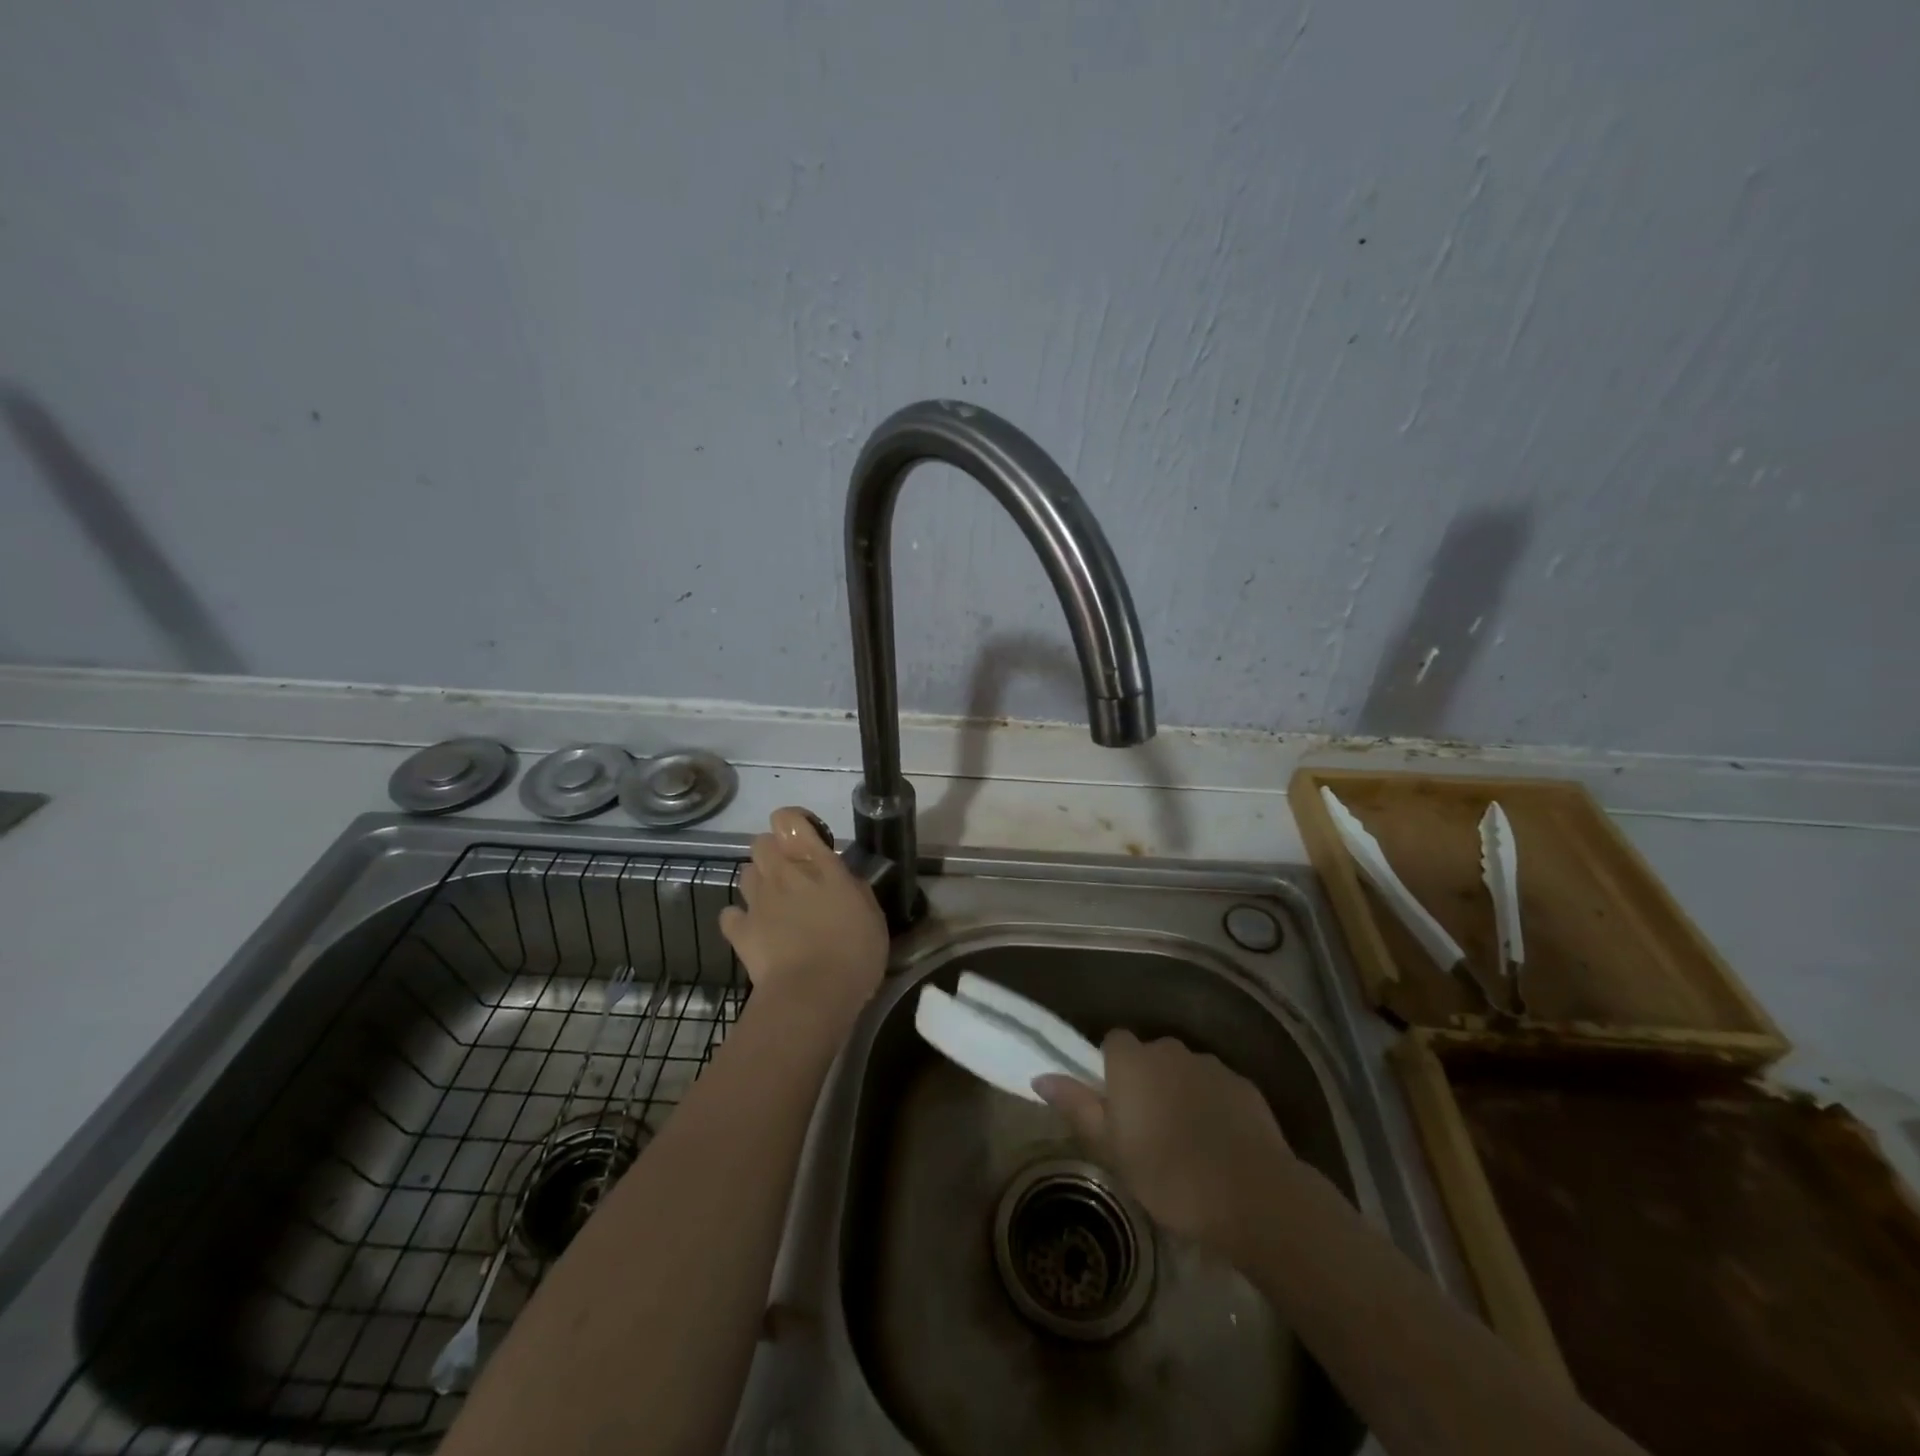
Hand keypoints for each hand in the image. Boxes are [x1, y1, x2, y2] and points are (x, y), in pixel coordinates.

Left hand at [718, 807, 888, 1031]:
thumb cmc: (853, 951)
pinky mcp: (739, 932)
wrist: (813, 995)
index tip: (809, 840)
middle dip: (773, 852)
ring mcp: (757, 901)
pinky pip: (731, 914)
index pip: (788, 820)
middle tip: (794, 875)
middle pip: (761, 842)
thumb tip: (842, 878)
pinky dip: (739, 918)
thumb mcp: (871, 913)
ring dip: (758, 882)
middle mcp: (782, 873)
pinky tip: (754, 930)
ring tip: (776, 903)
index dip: (794, 824)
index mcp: (816, 863)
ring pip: (745, 873)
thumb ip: (853, 887)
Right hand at [1035, 1031, 1294, 1250]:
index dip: (1111, 1069)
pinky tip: (1218, 1146)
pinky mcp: (1244, 1085)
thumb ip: (1076, 1107)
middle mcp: (1169, 1050)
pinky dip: (1212, 1106)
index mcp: (1133, 1061)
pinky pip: (1216, 1088)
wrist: (1252, 1195)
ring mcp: (1210, 1065)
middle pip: (1150, 1055)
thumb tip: (1040, 1077)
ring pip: (1184, 1071)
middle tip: (1147, 1131)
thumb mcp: (1111, 1149)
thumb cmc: (1168, 1175)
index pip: (1112, 1041)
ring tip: (1186, 1142)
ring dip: (1180, 1093)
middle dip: (1147, 1082)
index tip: (1115, 1106)